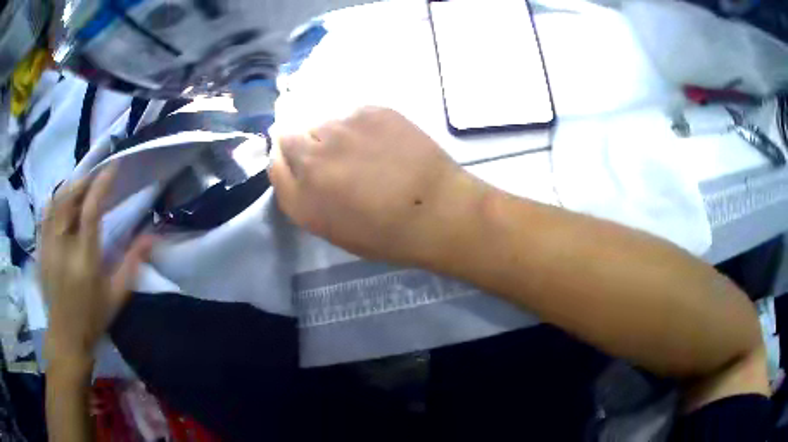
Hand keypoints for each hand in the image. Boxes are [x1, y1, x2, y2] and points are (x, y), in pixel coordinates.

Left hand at [40, 167, 153, 367]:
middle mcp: (63, 247)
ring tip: (81, 187)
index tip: (113, 167)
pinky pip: (44, 215)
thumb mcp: (117, 295)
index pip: (90, 209)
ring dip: (69, 188)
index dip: (102, 184)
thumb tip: (152, 235)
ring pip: (55, 202)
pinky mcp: (40, 250)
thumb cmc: (93, 318)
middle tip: (96, 176)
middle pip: (69, 198)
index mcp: (84, 259)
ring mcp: (48, 247)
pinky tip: (61, 202)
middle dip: (84, 181)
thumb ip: (132, 263)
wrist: (66, 337)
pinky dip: (54, 201)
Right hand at [269, 107, 484, 264]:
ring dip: (335, 134)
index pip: (274, 161)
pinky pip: (352, 114)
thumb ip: (302, 195)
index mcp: (300, 197)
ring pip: (324, 122)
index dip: (288, 159)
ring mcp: (340, 129)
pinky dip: (361, 125)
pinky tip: (384, 142)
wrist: (438, 211)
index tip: (304, 162)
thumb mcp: (332, 228)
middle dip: (306, 144)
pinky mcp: (369, 110)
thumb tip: (293, 163)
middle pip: (291, 134)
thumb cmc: (386, 233)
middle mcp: (310, 157)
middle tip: (337, 158)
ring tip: (366, 152)